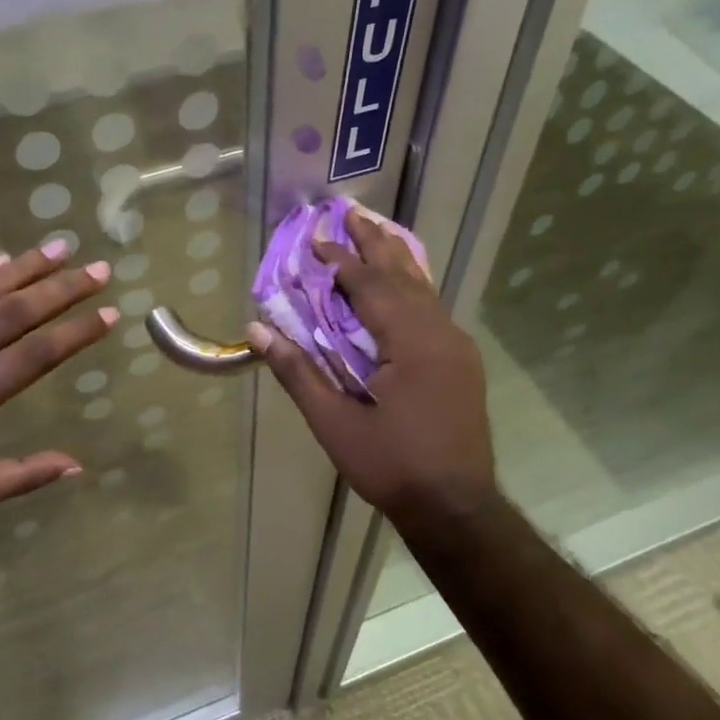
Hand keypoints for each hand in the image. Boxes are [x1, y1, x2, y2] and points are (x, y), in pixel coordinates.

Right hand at [247, 207, 496, 524]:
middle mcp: (440, 333)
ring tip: (376, 232)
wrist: (456, 507)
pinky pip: (433, 308)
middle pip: (403, 275)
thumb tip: (258, 331)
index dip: (340, 262)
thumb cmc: (392, 466)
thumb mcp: (335, 423)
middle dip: (375, 242)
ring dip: (396, 259)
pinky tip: (403, 284)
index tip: (314, 241)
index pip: (370, 286)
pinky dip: (412, 287)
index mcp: (411, 342)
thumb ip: (298, 372)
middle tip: (352, 212)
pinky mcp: (461, 362)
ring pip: (424, 289)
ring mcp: (457, 347)